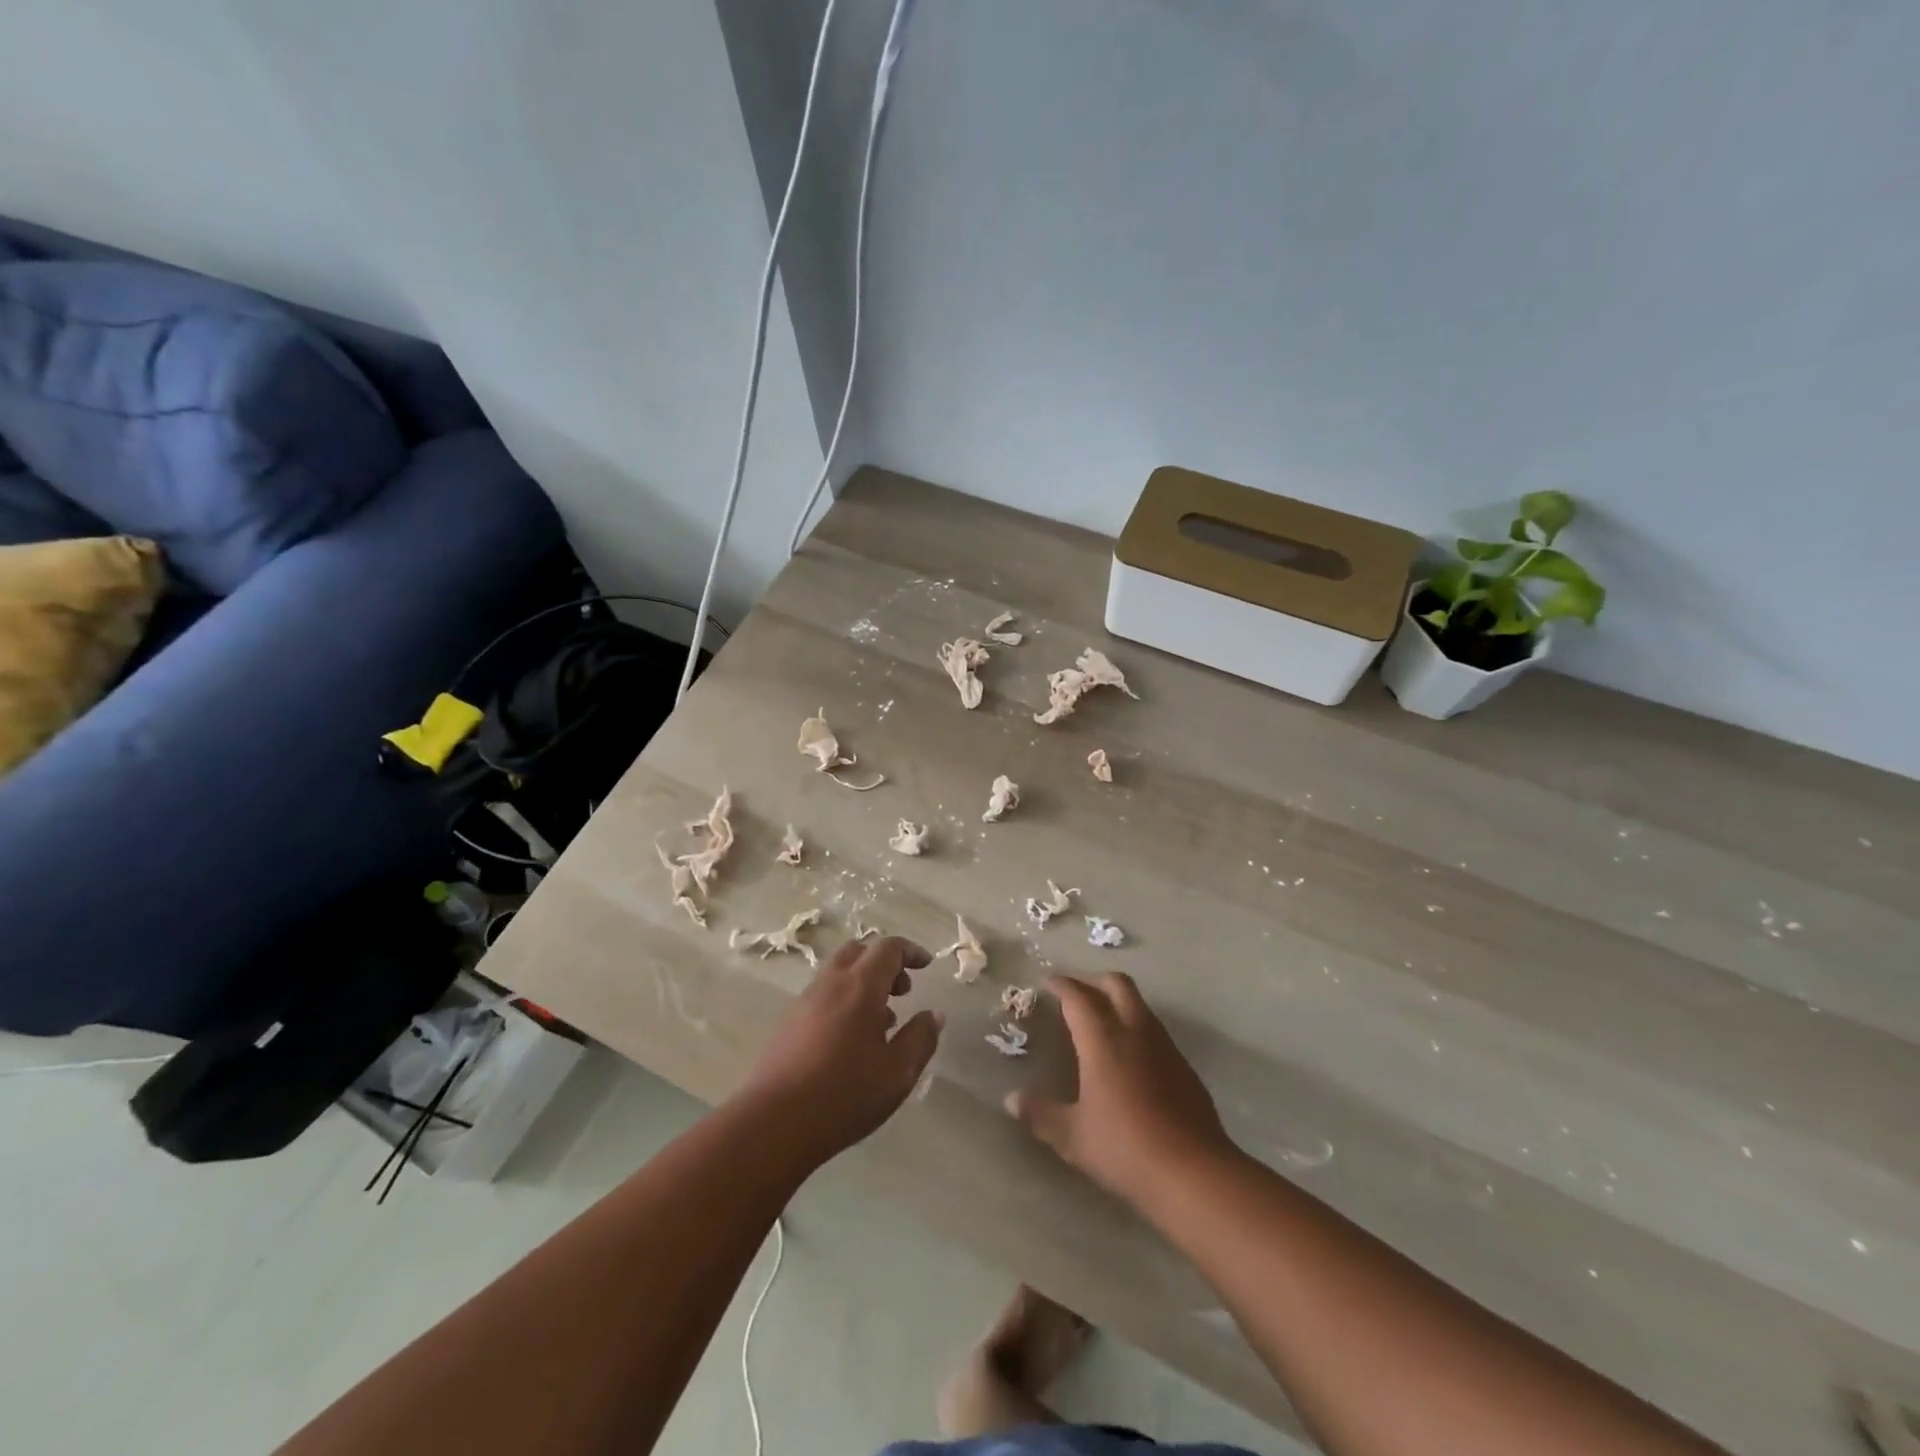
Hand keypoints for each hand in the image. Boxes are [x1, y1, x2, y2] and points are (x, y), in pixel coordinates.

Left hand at [735, 937, 943, 1168]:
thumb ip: (920, 1039)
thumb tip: (933, 1015)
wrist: (774, 1122)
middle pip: (858, 951)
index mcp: (860, 986)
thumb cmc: (844, 1094)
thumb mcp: (897, 1072)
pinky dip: (845, 999)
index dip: (910, 951)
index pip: (887, 948)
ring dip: (864, 982)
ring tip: (882, 1021)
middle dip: (885, 963)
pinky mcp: (788, 1023)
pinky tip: (852, 1040)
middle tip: (903, 990)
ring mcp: (805, 1002)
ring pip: (838, 973)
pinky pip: (823, 995)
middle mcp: (831, 984)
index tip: (926, 965)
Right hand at [1006, 972, 1234, 1206]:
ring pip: (1139, 1004)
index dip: (1062, 985)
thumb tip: (1011, 1100)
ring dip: (1118, 1001)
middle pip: (1116, 984)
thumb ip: (1041, 1114)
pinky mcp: (1184, 1066)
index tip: (1047, 982)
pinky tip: (1129, 1057)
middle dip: (1093, 981)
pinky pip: (1155, 1030)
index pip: (1078, 997)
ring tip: (1100, 1021)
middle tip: (1075, 994)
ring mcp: (1164, 1046)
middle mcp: (1134, 1031)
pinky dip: (1136, 1027)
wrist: (1194, 1172)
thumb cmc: (1125, 1147)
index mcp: (1102, 1039)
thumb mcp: (1073, 1136)